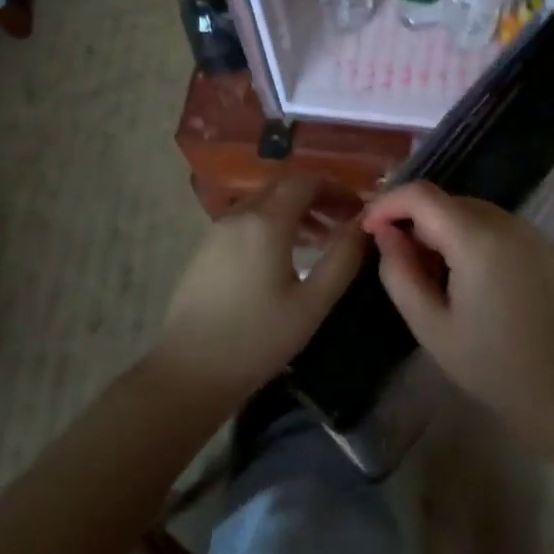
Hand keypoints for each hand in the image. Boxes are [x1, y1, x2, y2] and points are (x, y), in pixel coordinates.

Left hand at [152, 177, 365, 418]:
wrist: (189, 372)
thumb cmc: (257, 339)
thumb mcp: (312, 303)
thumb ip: (343, 258)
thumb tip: (364, 225)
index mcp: (265, 221)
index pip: (306, 181)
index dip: (336, 190)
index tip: (358, 212)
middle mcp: (239, 215)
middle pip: (283, 188)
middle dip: (317, 198)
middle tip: (343, 224)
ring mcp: (217, 231)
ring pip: (264, 204)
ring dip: (295, 212)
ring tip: (321, 242)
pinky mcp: (206, 249)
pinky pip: (247, 221)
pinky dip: (273, 225)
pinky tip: (286, 257)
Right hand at [361, 182, 553, 446]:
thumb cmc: (490, 363)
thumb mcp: (430, 324)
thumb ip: (399, 272)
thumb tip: (385, 233)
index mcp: (476, 238)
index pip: (421, 195)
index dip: (387, 204)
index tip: (368, 229)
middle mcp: (504, 221)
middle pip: (445, 200)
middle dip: (413, 219)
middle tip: (396, 258)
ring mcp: (527, 229)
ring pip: (468, 210)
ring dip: (440, 228)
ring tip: (429, 271)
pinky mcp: (541, 242)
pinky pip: (492, 224)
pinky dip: (468, 235)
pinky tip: (464, 274)